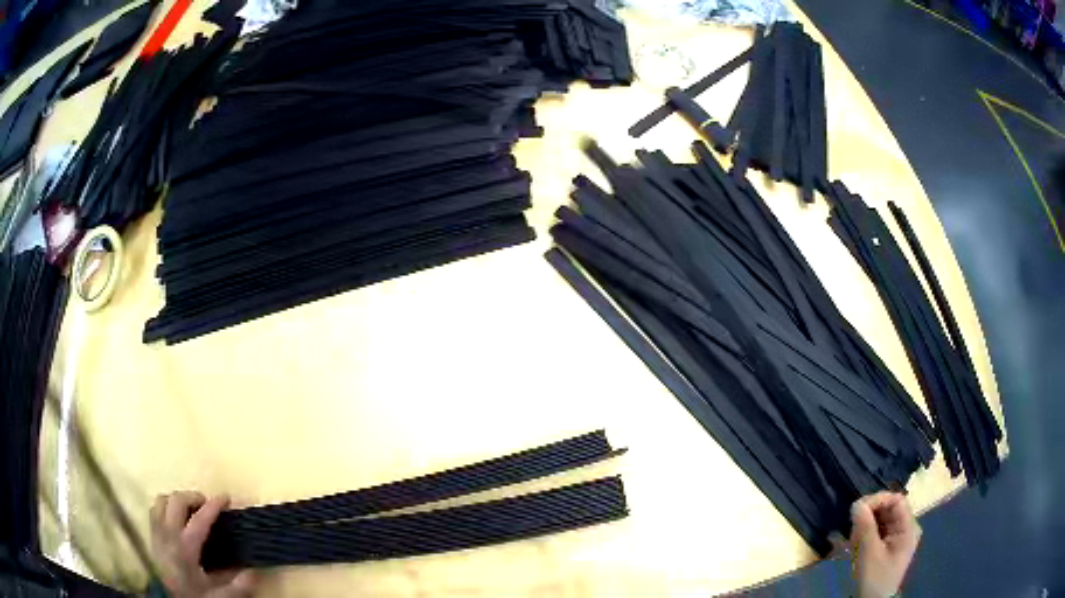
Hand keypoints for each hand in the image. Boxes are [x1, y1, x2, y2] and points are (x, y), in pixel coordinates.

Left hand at [150, 492, 255, 597]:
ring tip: (190, 508)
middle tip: (207, 503)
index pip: (199, 520)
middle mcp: (167, 535)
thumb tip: (255, 569)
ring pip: (162, 501)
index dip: (213, 506)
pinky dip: (166, 507)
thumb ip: (239, 584)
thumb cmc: (196, 596)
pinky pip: (155, 510)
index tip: (226, 497)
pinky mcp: (152, 536)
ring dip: (177, 500)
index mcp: (185, 549)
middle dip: (193, 497)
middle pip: (176, 501)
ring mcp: (157, 534)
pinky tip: (176, 517)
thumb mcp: (221, 596)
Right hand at [849, 492, 920, 597]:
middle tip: (852, 527)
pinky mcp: (885, 545)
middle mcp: (905, 527)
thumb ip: (865, 528)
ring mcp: (896, 537)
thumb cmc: (874, 579)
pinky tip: (853, 545)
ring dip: (864, 526)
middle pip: (888, 509)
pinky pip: (875, 530)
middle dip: (869, 515)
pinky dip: (863, 534)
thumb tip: (857, 503)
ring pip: (879, 519)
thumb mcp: (869, 554)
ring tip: (851, 540)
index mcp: (908, 527)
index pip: (896, 500)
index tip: (857, 508)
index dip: (878, 499)